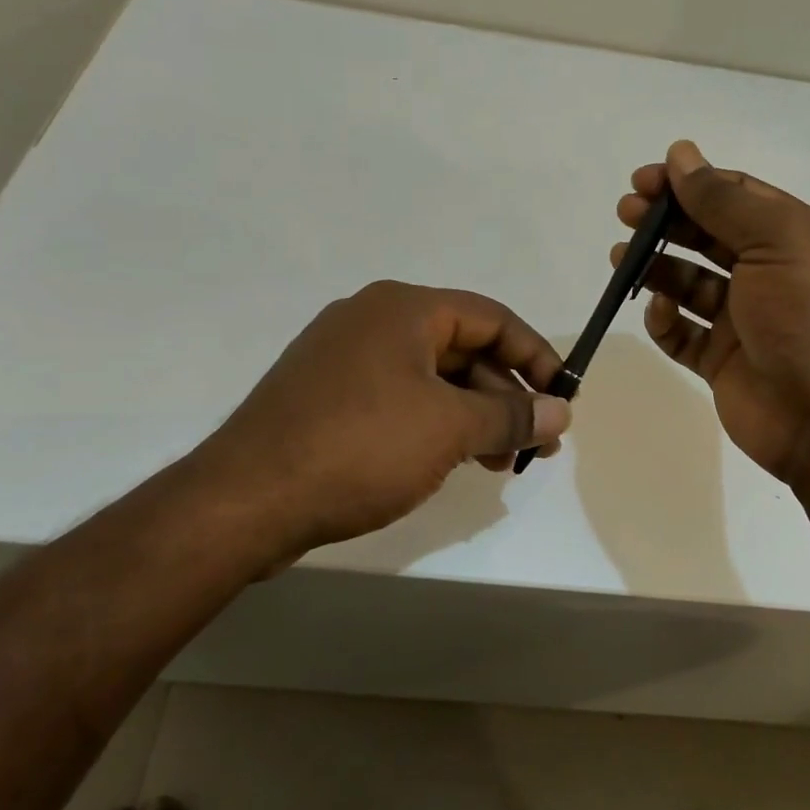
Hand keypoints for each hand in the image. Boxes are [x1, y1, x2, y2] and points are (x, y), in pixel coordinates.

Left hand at [175, 281, 571, 571]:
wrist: (245, 501)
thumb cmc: (360, 447)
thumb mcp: (448, 429)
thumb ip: (510, 416)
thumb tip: (559, 412)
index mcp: (402, 309)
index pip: (491, 317)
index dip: (535, 356)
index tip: (563, 397)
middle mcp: (372, 320)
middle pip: (461, 347)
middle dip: (504, 395)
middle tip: (536, 442)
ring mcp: (343, 359)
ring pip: (429, 378)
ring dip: (472, 415)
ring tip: (501, 462)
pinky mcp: (325, 397)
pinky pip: (397, 399)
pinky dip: (433, 424)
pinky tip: (450, 461)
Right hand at [614, 141, 809, 496]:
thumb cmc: (808, 316)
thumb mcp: (775, 241)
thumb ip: (723, 199)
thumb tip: (681, 153)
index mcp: (794, 237)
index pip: (735, 196)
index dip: (689, 183)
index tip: (643, 181)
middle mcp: (770, 273)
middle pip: (708, 236)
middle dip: (666, 222)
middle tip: (625, 214)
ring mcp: (744, 320)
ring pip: (689, 283)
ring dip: (655, 267)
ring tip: (620, 259)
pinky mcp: (721, 360)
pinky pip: (683, 333)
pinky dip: (666, 320)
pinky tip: (660, 311)